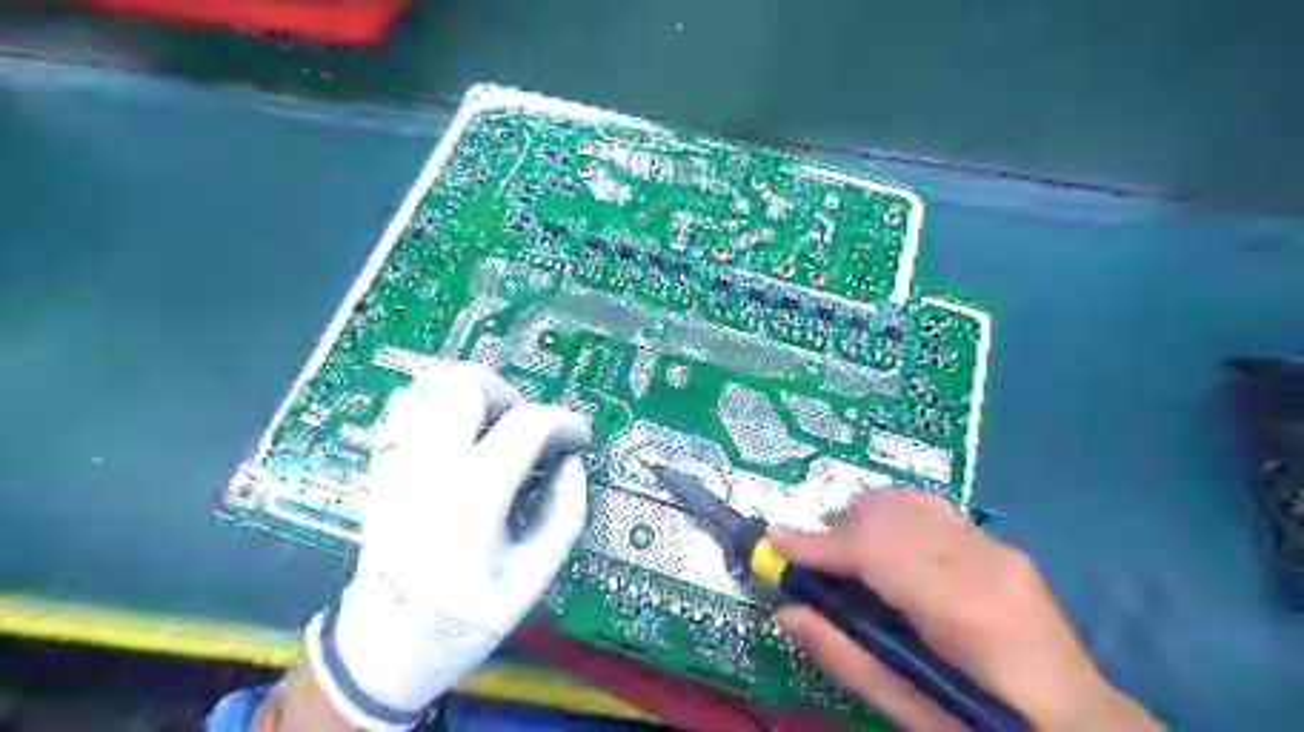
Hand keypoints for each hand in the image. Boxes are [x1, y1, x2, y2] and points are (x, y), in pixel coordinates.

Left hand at [302, 362, 588, 729]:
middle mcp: (430, 464)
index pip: (527, 423)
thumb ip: (563, 513)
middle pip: (467, 382)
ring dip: (473, 398)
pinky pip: (410, 410)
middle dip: (509, 395)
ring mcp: (398, 462)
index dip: (565, 422)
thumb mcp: (533, 577)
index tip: (579, 439)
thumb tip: (571, 464)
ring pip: (431, 386)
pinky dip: (442, 409)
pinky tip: (461, 442)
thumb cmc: (465, 618)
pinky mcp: (382, 467)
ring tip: (494, 433)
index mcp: (473, 494)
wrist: (382, 648)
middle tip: (526, 431)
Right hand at [766, 492, 1155, 731]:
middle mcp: (984, 563)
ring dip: (861, 519)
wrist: (1085, 727)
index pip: (876, 552)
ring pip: (906, 501)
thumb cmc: (992, 728)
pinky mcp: (999, 544)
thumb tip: (786, 610)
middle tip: (808, 562)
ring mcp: (997, 547)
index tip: (773, 543)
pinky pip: (928, 509)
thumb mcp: (914, 713)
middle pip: (888, 515)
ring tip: (844, 555)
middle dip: (836, 530)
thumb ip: (846, 657)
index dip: (818, 544)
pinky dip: (890, 518)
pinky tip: (884, 548)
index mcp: (968, 613)